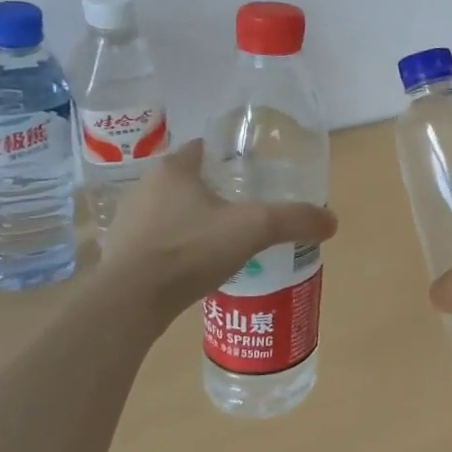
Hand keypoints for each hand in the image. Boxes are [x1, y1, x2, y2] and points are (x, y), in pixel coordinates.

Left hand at [103, 140, 337, 301]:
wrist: (130, 301)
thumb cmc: (190, 249)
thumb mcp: (254, 228)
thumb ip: (294, 219)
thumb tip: (332, 221)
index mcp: (173, 169)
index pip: (204, 149)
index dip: (230, 158)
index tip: (253, 173)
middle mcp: (145, 188)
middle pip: (188, 182)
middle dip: (214, 193)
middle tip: (245, 211)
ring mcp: (127, 223)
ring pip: (170, 213)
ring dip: (193, 222)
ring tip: (223, 242)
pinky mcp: (119, 256)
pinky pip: (156, 244)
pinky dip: (176, 250)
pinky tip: (195, 268)